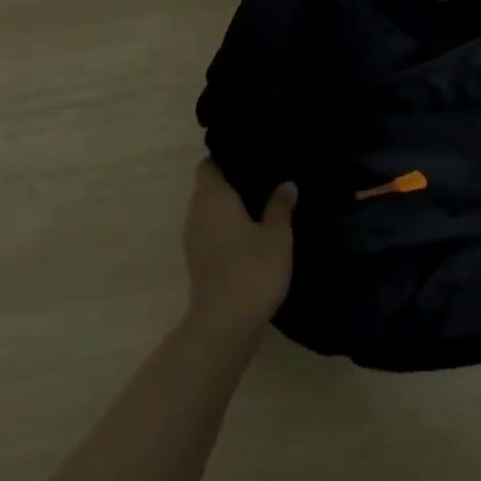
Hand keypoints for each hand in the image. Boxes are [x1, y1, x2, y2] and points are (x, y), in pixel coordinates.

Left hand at [181, 161, 296, 336]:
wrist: (225, 325)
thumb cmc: (252, 269)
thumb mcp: (277, 234)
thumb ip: (280, 206)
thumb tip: (286, 184)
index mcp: (213, 198)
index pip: (209, 165)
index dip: (226, 157)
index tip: (250, 155)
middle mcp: (197, 214)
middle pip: (209, 187)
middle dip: (232, 181)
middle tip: (264, 175)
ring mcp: (194, 240)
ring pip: (210, 211)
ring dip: (230, 206)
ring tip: (262, 201)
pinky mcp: (199, 262)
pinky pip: (212, 231)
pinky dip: (228, 227)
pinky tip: (253, 231)